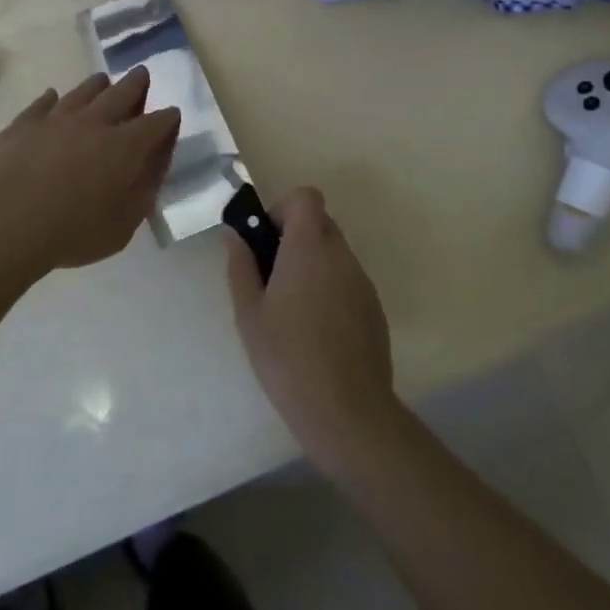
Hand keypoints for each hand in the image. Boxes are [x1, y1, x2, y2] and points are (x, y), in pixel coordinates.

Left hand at [0, 69, 180, 275]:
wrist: (5, 221)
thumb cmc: (72, 231)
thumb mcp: (123, 225)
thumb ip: (144, 192)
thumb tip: (154, 167)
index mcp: (125, 146)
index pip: (155, 124)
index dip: (167, 118)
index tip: (172, 114)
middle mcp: (95, 122)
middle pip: (122, 93)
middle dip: (136, 83)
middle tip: (142, 73)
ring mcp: (57, 118)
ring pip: (83, 91)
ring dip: (97, 85)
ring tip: (103, 81)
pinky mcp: (24, 123)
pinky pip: (42, 103)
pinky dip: (51, 99)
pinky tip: (51, 97)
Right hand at [225, 187, 397, 471]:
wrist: (348, 413)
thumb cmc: (287, 359)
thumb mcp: (249, 314)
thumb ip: (240, 265)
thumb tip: (235, 233)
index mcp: (309, 248)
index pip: (306, 196)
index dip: (283, 208)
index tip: (266, 239)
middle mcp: (340, 255)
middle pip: (320, 221)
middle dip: (294, 236)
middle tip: (271, 274)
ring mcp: (362, 281)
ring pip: (334, 251)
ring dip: (312, 263)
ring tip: (291, 309)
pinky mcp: (374, 307)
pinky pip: (347, 279)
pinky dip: (330, 287)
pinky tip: (316, 330)